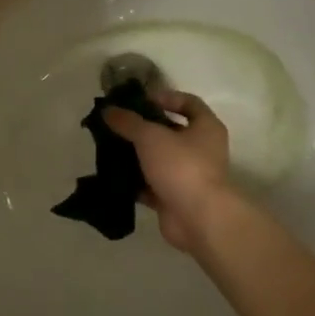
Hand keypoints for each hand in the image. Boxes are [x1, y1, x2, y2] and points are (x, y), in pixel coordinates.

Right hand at [104, 92, 230, 250]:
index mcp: (206, 128)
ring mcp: (189, 175)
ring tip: (110, 147)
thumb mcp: (151, 136)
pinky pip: (151, 185)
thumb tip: (108, 110)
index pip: (189, 102)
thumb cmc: (181, 166)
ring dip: (136, 155)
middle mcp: (201, 149)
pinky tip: (113, 176)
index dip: (165, 97)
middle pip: (170, 131)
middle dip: (144, 128)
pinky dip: (135, 181)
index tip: (139, 100)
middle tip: (117, 124)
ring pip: (158, 159)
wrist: (198, 218)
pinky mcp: (175, 197)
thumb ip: (128, 122)